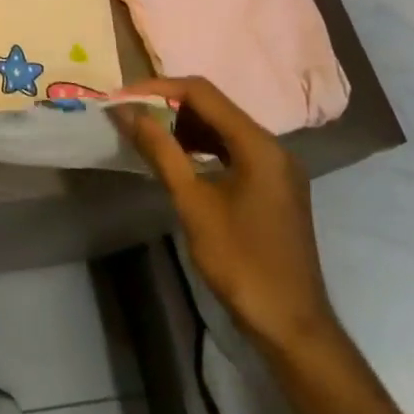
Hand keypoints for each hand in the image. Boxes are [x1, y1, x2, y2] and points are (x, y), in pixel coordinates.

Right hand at [114, 77, 340, 359]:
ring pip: (222, 127)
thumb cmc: (241, 261)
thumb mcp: (193, 203)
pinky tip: (177, 159)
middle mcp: (273, 147)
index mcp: (259, 145)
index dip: (158, 88)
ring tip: (146, 135)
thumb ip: (161, 151)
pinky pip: (232, 149)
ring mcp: (276, 167)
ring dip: (183, 125)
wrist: (290, 325)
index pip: (202, 93)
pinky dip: (202, 146)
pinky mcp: (273, 186)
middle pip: (214, 106)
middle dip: (169, 105)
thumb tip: (127, 112)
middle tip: (130, 116)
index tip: (122, 99)